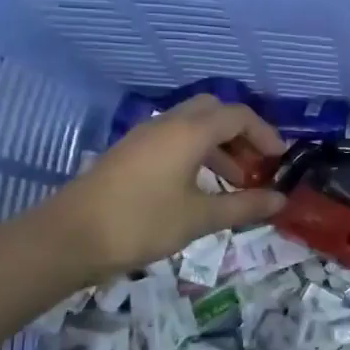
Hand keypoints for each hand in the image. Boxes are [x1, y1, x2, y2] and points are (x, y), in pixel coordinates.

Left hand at [42, 95, 285, 279]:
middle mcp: (168, 124)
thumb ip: (244, 206)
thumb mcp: (200, 218)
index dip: (265, 133)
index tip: (280, 158)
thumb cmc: (142, 223)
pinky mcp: (131, 153)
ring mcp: (145, 136)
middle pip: (214, 111)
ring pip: (192, 125)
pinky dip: (197, 152)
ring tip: (235, 180)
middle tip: (257, 162)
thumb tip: (281, 199)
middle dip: (241, 132)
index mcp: (189, 132)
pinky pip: (174, 139)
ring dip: (219, 144)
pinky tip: (200, 186)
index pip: (238, 116)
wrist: (69, 237)